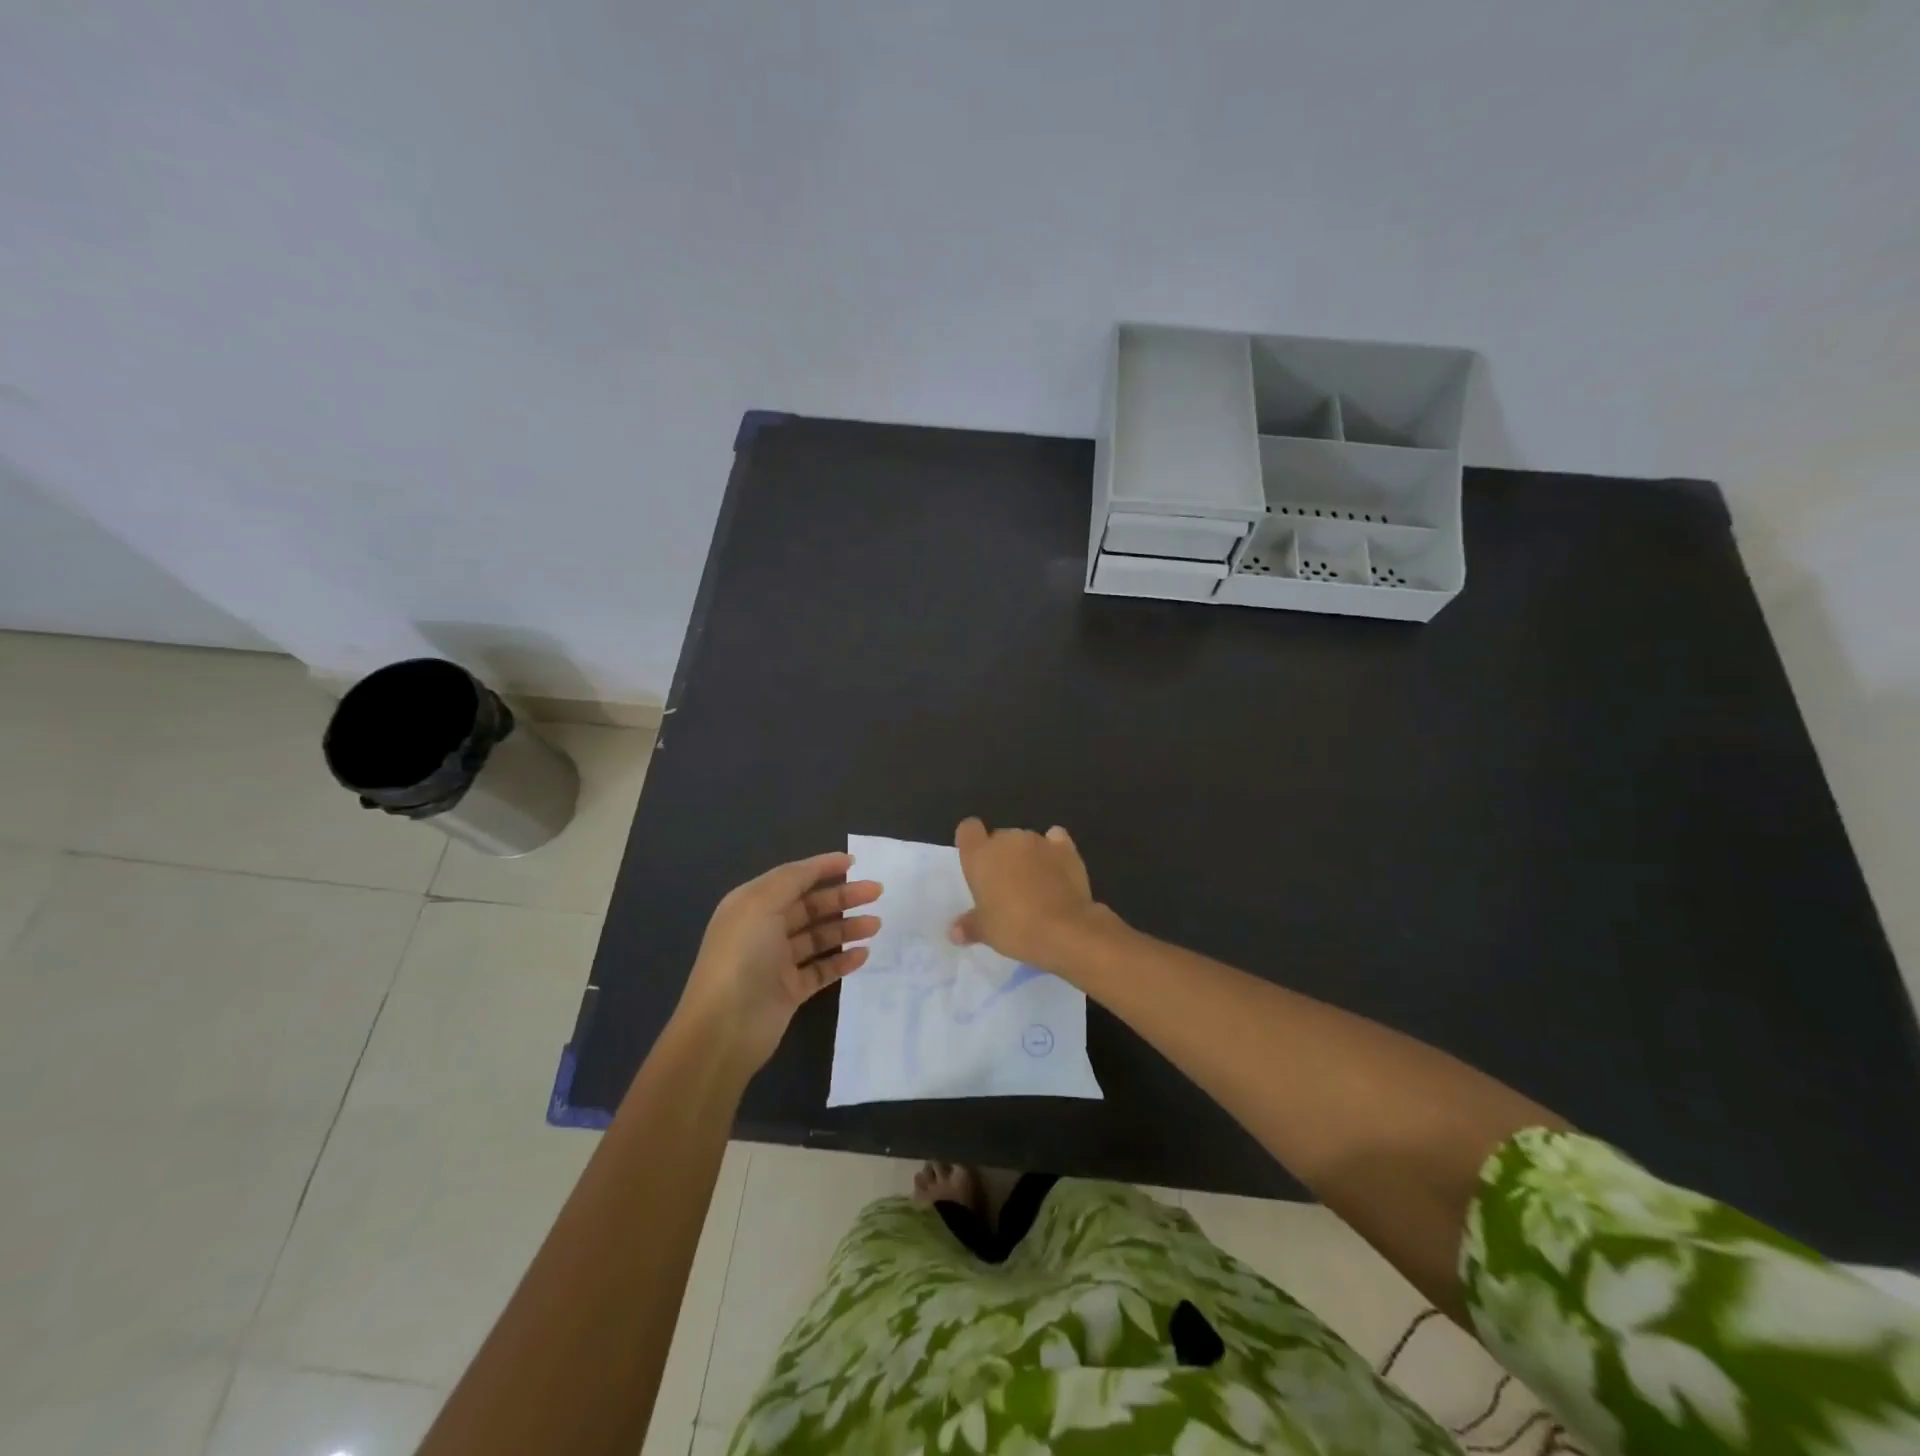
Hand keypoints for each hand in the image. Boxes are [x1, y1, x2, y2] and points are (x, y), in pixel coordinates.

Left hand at [676, 851, 880, 1074]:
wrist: (724, 1028)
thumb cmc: (742, 956)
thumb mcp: (761, 904)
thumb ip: (792, 880)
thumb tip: (818, 866)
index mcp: (752, 905)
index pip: (792, 878)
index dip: (822, 868)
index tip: (854, 862)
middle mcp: (764, 929)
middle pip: (810, 906)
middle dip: (843, 897)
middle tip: (876, 892)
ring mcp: (777, 962)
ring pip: (819, 938)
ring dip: (847, 928)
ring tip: (875, 924)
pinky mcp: (790, 991)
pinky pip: (821, 970)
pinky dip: (842, 961)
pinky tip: (863, 954)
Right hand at [949, 817, 1108, 970]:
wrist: (1064, 929)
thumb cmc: (1014, 927)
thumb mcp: (985, 932)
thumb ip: (969, 926)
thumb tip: (954, 932)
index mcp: (980, 855)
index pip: (968, 829)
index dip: (971, 842)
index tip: (975, 862)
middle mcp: (1007, 840)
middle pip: (999, 838)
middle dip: (1001, 856)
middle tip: (1004, 887)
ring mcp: (1038, 841)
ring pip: (1026, 841)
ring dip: (1027, 856)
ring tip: (1034, 885)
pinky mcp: (1066, 848)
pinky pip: (1055, 840)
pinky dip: (1054, 851)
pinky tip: (1057, 869)